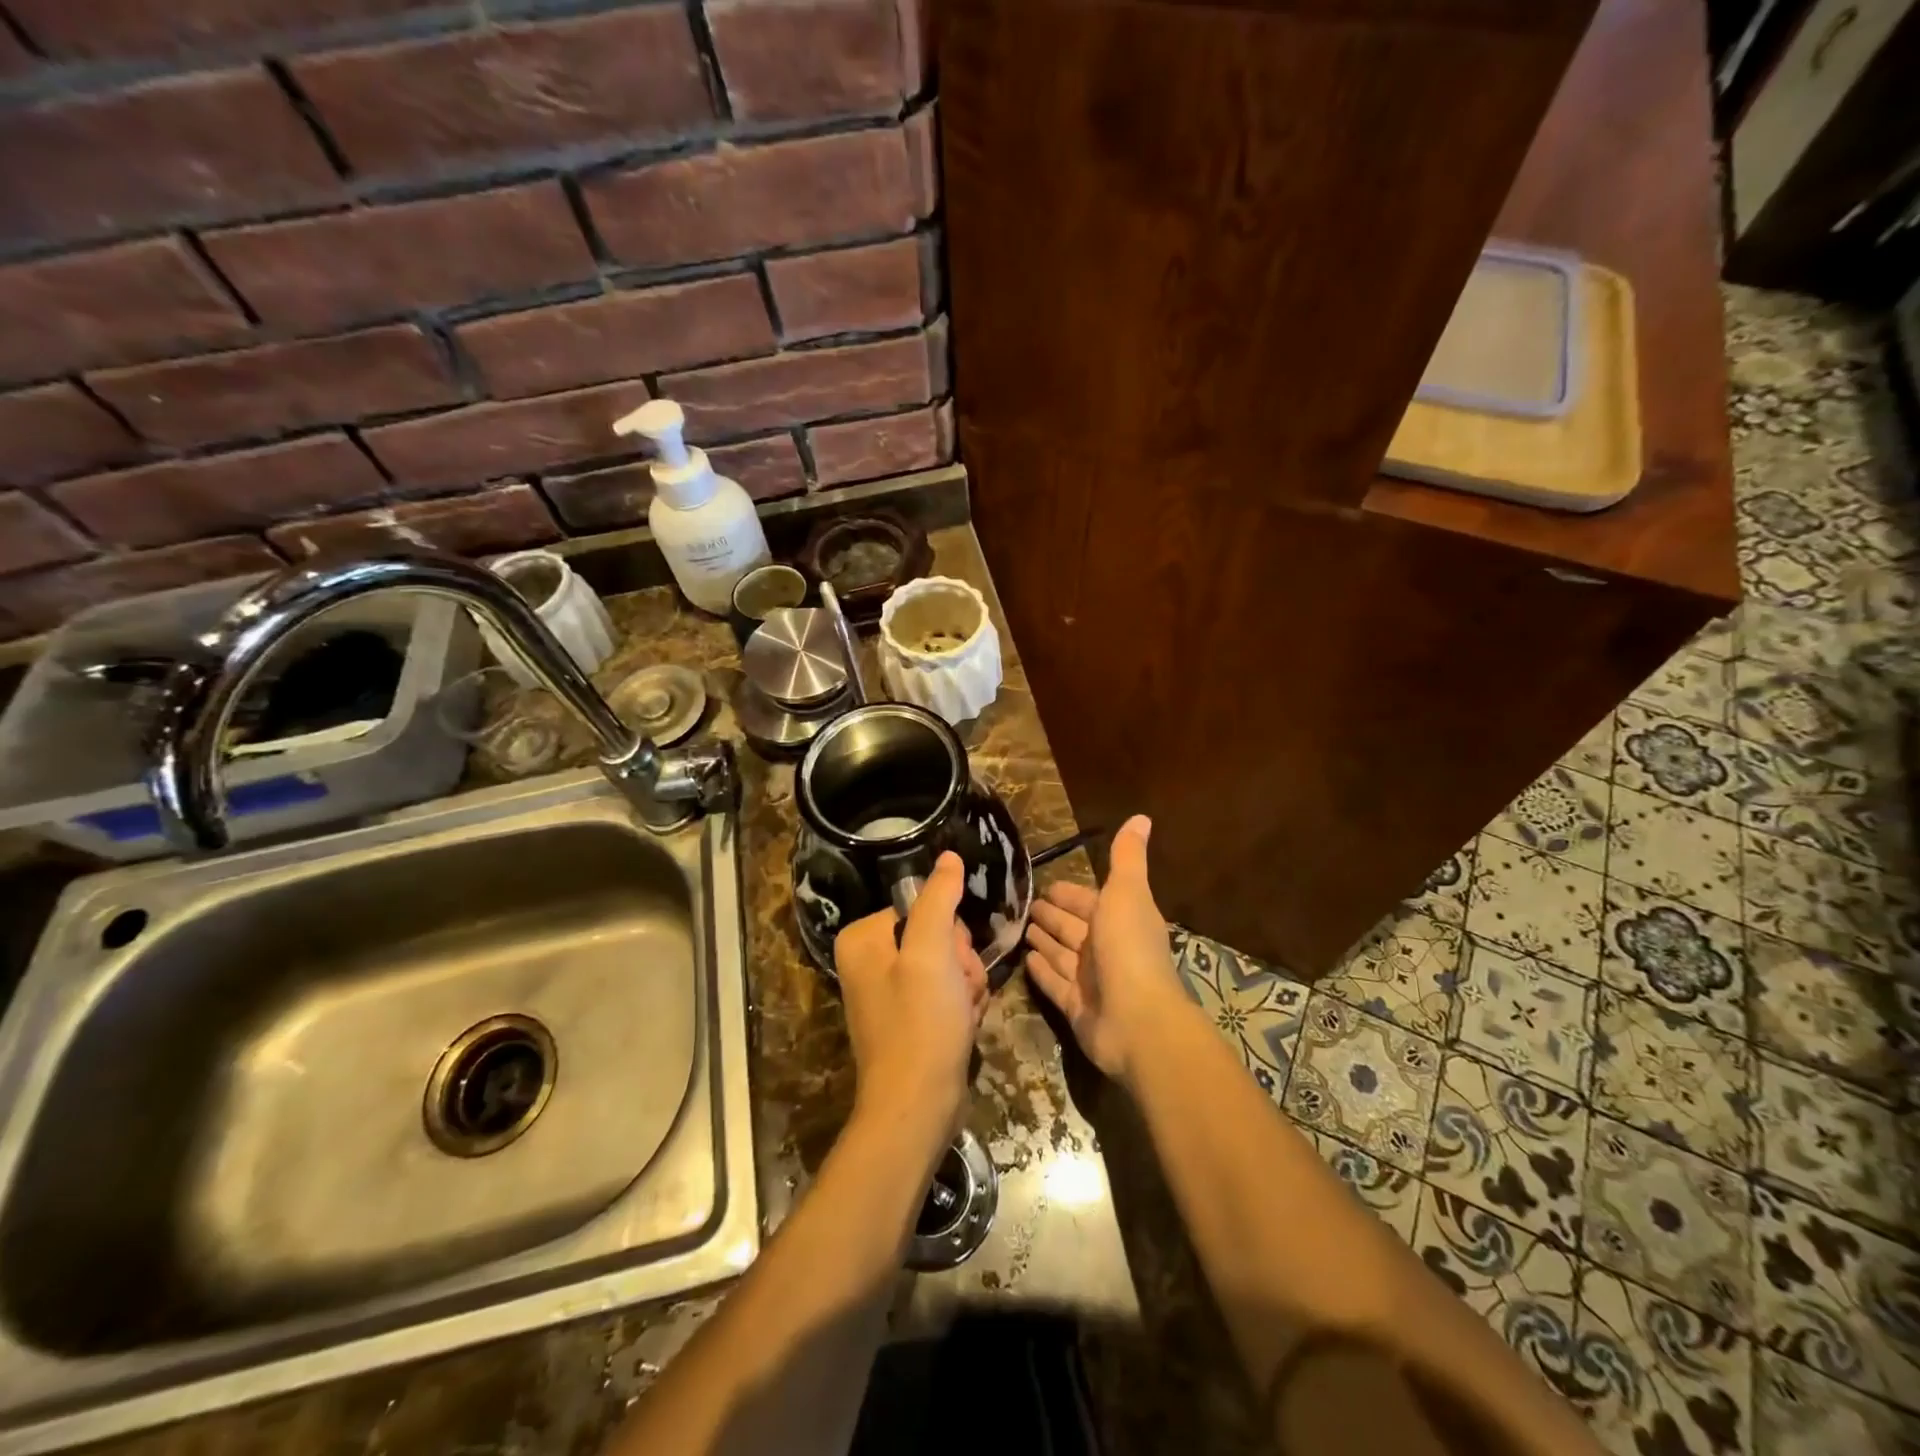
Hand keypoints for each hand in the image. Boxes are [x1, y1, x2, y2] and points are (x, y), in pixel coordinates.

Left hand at [834, 852, 988, 1147]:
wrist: (918, 1108)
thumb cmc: (921, 1025)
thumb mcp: (931, 953)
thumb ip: (939, 899)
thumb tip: (948, 856)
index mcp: (864, 938)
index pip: (925, 907)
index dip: (949, 933)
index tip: (952, 963)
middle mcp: (872, 960)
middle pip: (940, 935)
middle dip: (961, 963)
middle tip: (958, 991)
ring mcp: (892, 990)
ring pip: (951, 964)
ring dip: (967, 986)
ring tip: (962, 1013)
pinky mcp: (912, 1016)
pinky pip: (949, 991)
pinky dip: (963, 1006)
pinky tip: (963, 1026)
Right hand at [1024, 815, 1185, 1080]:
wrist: (1137, 1020)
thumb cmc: (1129, 949)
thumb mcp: (1127, 893)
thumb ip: (1127, 857)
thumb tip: (1141, 817)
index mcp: (1119, 919)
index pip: (1088, 900)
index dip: (1069, 893)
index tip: (1044, 885)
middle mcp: (1105, 948)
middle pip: (1072, 926)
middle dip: (1051, 914)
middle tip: (1022, 904)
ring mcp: (1090, 980)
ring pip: (1061, 953)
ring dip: (1043, 939)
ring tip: (1019, 927)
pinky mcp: (1075, 1007)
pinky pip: (1053, 982)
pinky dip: (1041, 970)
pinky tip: (1024, 959)